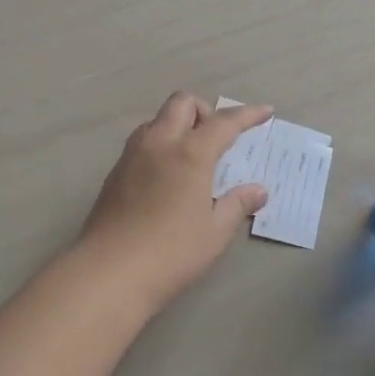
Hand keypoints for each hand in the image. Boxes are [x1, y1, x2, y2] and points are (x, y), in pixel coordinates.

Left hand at [76, 92, 273, 317]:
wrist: (109, 272)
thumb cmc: (171, 253)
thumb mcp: (215, 233)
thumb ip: (238, 205)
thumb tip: (258, 191)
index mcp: (190, 153)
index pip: (224, 122)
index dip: (247, 114)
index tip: (265, 111)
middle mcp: (159, 143)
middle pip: (182, 103)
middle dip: (205, 111)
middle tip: (218, 140)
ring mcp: (132, 155)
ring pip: (157, 119)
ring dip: (178, 124)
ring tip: (192, 157)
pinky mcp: (114, 172)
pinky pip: (142, 141)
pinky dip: (160, 143)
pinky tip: (167, 176)